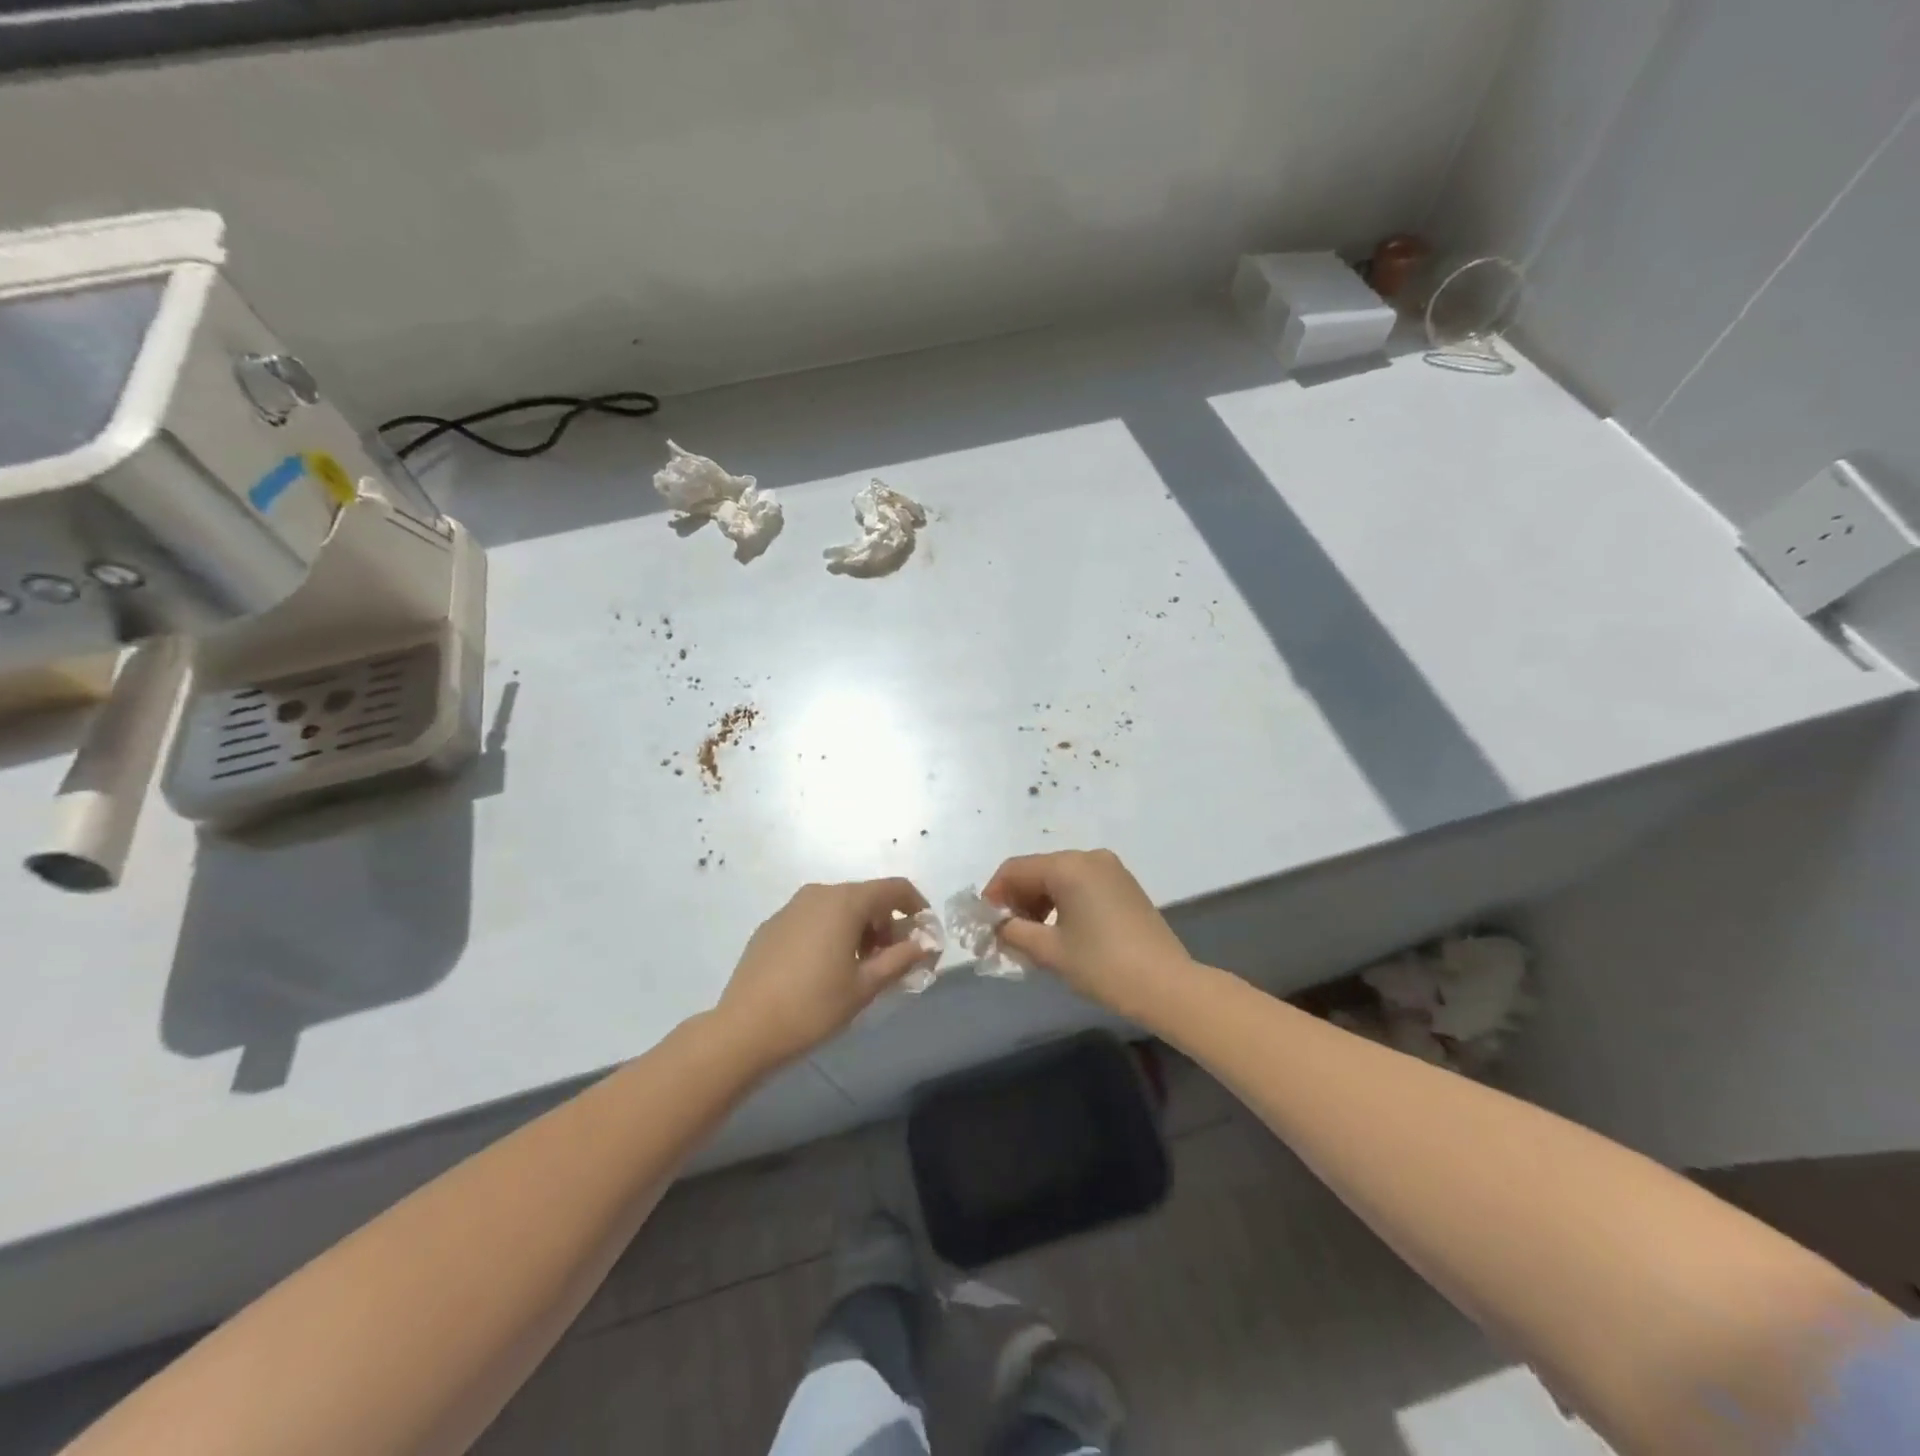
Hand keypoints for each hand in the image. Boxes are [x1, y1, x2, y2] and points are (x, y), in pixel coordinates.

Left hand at [715, 879, 932, 1069]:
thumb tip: (924, 944)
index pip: (894, 888)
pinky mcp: (772, 925)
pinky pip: (814, 918)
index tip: (925, 934)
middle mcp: (819, 893)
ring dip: (859, 929)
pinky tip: (825, 969)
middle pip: (866, 897)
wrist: (744, 1029)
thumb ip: (901, 959)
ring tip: (861, 968)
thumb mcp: (865, 986)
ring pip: (838, 907)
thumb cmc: (813, 1006)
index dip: (916, 906)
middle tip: (893, 960)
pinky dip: (831, 933)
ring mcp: (791, 907)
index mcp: (845, 901)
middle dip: (886, 923)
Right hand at [984, 849, 1195, 1022]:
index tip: (986, 924)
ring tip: (1034, 938)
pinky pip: (1081, 884)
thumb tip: (996, 926)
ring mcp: (1111, 869)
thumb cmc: (1103, 965)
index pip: (1015, 869)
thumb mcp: (1050, 951)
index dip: (994, 894)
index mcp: (1068, 866)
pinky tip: (1062, 932)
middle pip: (1038, 870)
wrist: (1167, 985)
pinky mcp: (1125, 885)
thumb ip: (1013, 932)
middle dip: (1017, 899)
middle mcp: (1089, 857)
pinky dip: (1063, 902)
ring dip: (1039, 902)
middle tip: (1009, 935)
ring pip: (1060, 877)